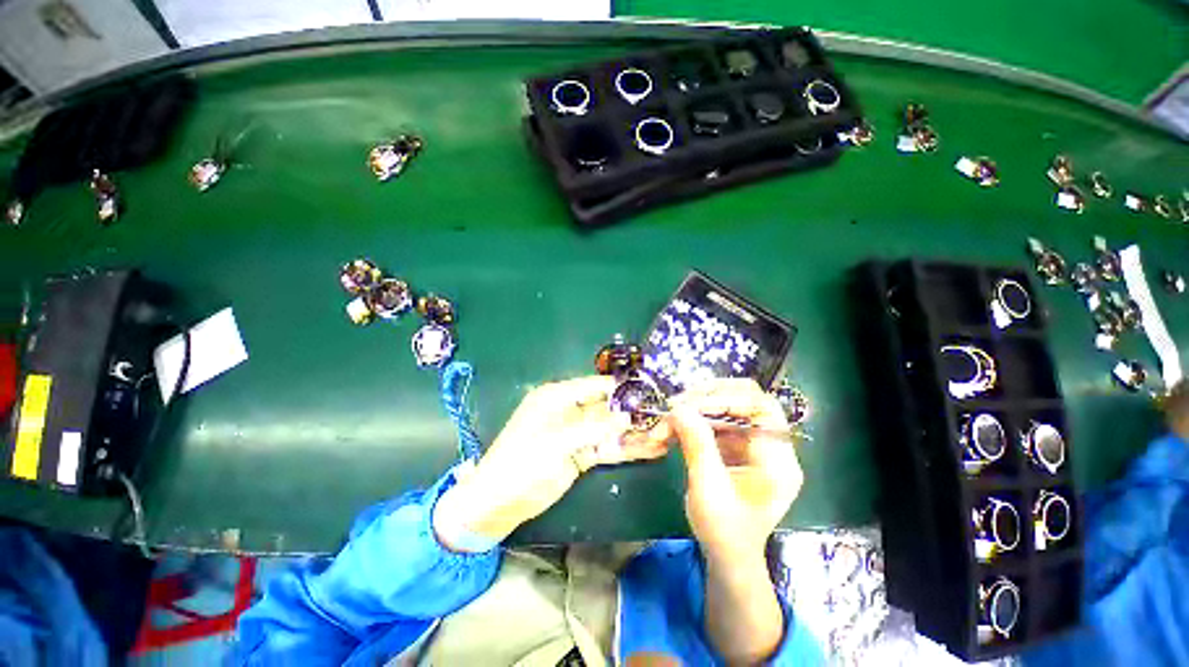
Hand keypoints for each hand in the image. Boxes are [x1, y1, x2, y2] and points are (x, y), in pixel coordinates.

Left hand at [434, 376, 668, 549]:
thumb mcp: (557, 442)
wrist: (498, 503)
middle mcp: (570, 410)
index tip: (650, 390)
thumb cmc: (522, 463)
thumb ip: (593, 428)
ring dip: (634, 432)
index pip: (596, 385)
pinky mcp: (580, 454)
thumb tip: (626, 416)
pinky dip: (626, 449)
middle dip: (633, 412)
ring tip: (666, 433)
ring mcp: (576, 434)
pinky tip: (650, 449)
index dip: (622, 387)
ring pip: (610, 429)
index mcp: (558, 397)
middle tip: (665, 415)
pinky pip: (607, 448)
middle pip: (607, 407)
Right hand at [668, 378, 801, 662]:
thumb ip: (697, 444)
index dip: (726, 398)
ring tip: (667, 419)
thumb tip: (679, 408)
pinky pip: (714, 421)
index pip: (760, 407)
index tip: (690, 406)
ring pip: (725, 407)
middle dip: (707, 397)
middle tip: (676, 405)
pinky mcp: (736, 446)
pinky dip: (692, 421)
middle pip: (744, 399)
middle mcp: (769, 444)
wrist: (727, 556)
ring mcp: (752, 444)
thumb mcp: (708, 488)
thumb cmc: (724, 531)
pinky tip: (672, 429)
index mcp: (777, 458)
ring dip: (694, 408)